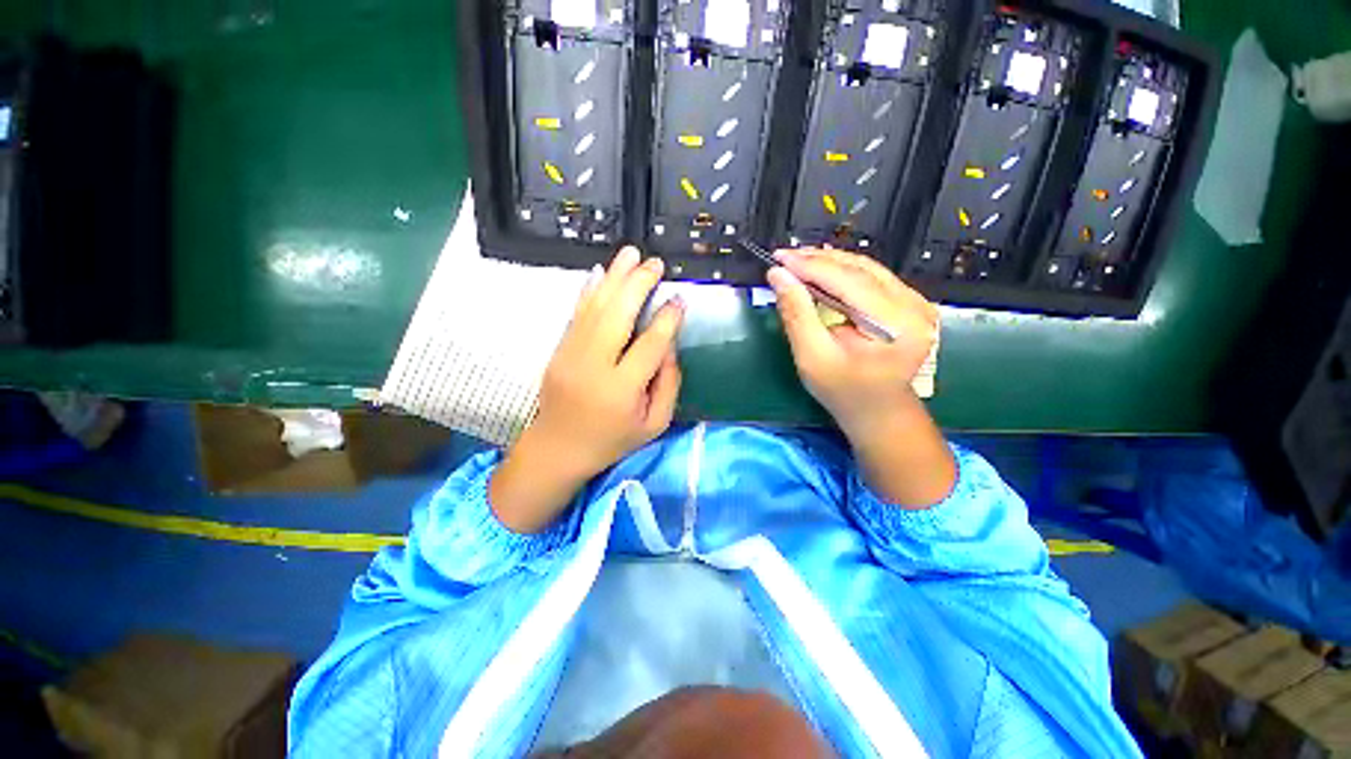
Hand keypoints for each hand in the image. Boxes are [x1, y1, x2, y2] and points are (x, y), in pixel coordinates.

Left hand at [489, 246, 684, 532]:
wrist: (559, 449)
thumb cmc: (613, 439)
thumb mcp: (654, 424)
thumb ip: (669, 384)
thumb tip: (669, 345)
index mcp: (622, 389)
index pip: (650, 344)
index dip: (667, 319)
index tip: (679, 300)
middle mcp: (594, 366)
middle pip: (618, 315)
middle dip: (638, 284)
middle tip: (655, 264)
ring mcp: (571, 355)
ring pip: (595, 307)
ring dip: (614, 278)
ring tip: (631, 254)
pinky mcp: (558, 350)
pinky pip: (576, 313)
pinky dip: (589, 290)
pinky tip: (600, 272)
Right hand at [767, 247, 953, 506]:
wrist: (879, 411)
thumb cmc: (844, 392)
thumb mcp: (813, 358)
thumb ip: (797, 314)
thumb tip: (779, 276)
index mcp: (897, 324)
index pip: (850, 280)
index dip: (810, 265)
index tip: (778, 258)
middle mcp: (914, 306)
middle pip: (860, 268)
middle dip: (818, 260)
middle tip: (784, 257)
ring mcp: (915, 302)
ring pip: (866, 268)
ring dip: (828, 262)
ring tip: (796, 262)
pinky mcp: (908, 303)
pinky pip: (871, 277)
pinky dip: (842, 272)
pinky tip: (819, 271)